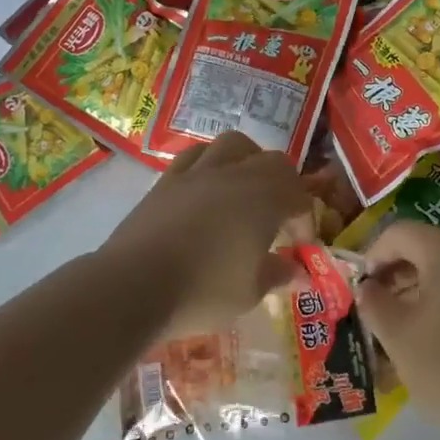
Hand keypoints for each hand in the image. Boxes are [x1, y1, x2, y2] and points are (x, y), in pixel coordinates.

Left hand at [103, 131, 315, 337]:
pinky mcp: (167, 180)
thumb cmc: (203, 291)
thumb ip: (275, 274)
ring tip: (246, 186)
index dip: (305, 219)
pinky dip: (210, 163)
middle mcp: (236, 175)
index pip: (299, 196)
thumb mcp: (249, 293)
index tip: (301, 246)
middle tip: (280, 214)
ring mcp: (198, 172)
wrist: (134, 285)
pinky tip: (207, 186)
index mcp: (265, 199)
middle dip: (285, 184)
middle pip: (272, 161)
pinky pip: (196, 155)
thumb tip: (294, 269)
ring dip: (249, 160)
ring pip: (234, 145)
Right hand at [356, 221, 439, 439]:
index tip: (360, 290)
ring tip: (397, 332)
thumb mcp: (399, 337)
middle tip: (374, 311)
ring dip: (413, 294)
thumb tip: (367, 288)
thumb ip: (375, 305)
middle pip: (422, 250)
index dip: (373, 254)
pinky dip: (439, 308)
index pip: (399, 232)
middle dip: (392, 275)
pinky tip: (431, 346)